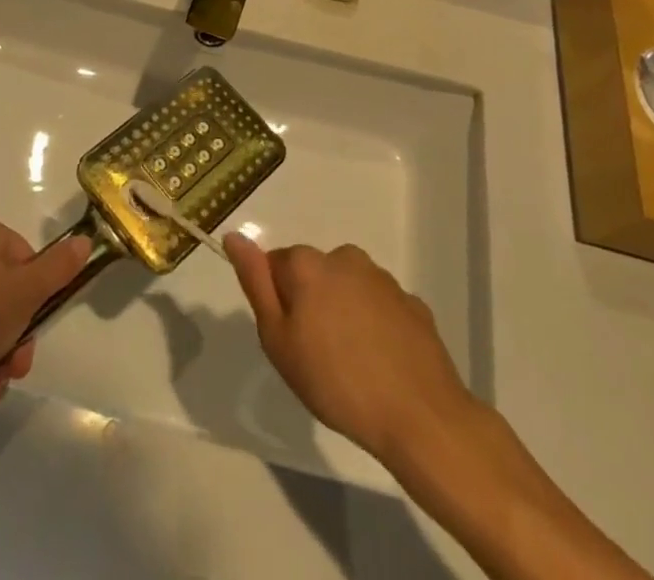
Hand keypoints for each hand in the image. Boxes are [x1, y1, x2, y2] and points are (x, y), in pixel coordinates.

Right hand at [225, 235, 477, 466]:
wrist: (419, 416)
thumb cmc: (336, 382)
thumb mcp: (278, 341)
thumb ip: (255, 282)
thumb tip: (234, 236)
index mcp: (307, 264)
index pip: (276, 266)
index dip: (278, 303)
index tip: (290, 340)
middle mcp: (344, 257)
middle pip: (313, 274)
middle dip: (311, 304)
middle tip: (317, 356)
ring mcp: (382, 278)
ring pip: (348, 288)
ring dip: (343, 312)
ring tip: (352, 364)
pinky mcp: (412, 303)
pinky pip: (380, 307)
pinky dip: (375, 326)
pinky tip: (381, 363)